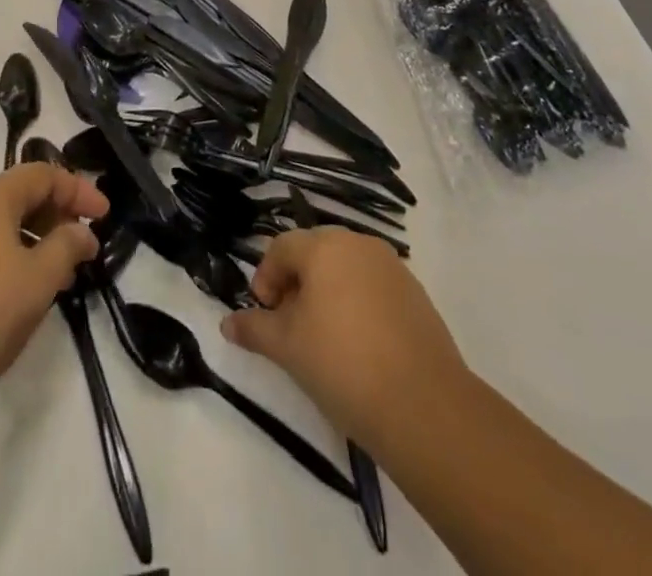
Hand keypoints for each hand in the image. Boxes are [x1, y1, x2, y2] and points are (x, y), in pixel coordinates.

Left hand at [0, 164, 106, 425]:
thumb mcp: (37, 282)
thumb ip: (66, 248)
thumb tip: (80, 233)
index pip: (43, 174)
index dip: (77, 191)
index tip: (104, 217)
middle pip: (19, 195)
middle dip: (55, 216)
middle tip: (81, 249)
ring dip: (32, 240)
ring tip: (54, 276)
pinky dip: (7, 256)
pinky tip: (15, 294)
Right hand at [221, 228, 467, 452]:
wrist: (424, 406)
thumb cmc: (342, 365)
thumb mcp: (288, 348)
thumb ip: (255, 329)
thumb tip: (227, 323)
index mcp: (324, 247)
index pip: (282, 247)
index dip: (265, 277)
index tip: (265, 313)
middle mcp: (358, 244)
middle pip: (315, 252)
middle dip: (296, 282)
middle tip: (290, 324)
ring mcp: (391, 266)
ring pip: (346, 269)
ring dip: (328, 292)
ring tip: (324, 337)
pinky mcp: (416, 293)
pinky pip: (373, 286)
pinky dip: (358, 303)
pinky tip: (360, 344)